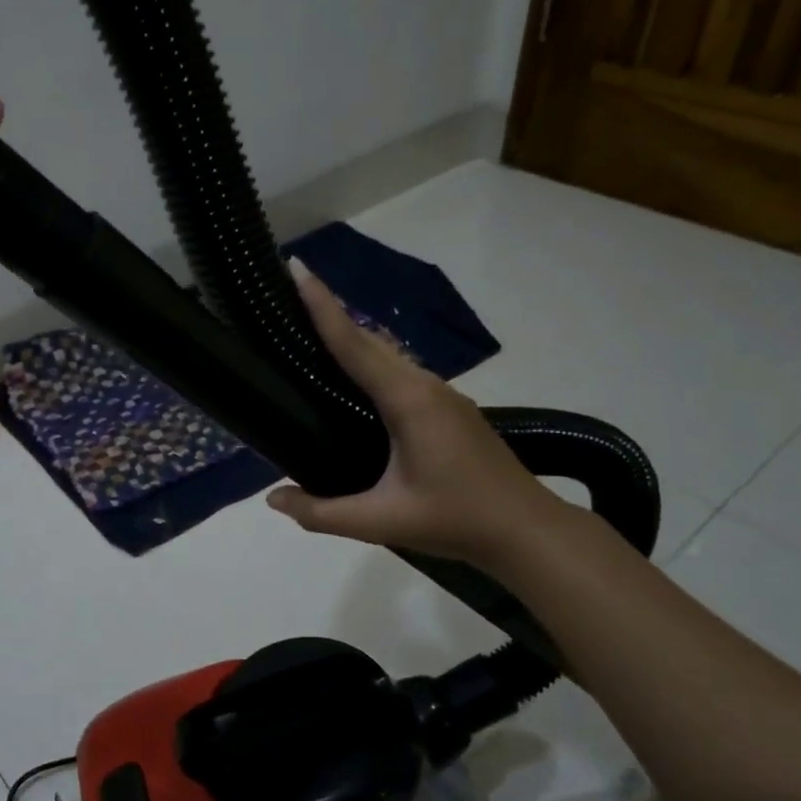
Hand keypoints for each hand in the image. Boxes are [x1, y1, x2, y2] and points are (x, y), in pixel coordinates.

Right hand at [265, 260, 564, 567]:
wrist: (528, 531)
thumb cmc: (456, 520)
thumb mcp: (382, 522)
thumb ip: (321, 513)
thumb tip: (273, 499)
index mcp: (408, 401)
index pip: (354, 345)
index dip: (321, 306)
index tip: (296, 268)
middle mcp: (425, 386)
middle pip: (369, 340)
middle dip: (330, 312)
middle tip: (289, 293)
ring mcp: (443, 395)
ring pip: (387, 354)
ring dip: (351, 336)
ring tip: (311, 330)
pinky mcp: (449, 408)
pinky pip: (400, 372)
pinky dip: (369, 360)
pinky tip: (354, 378)